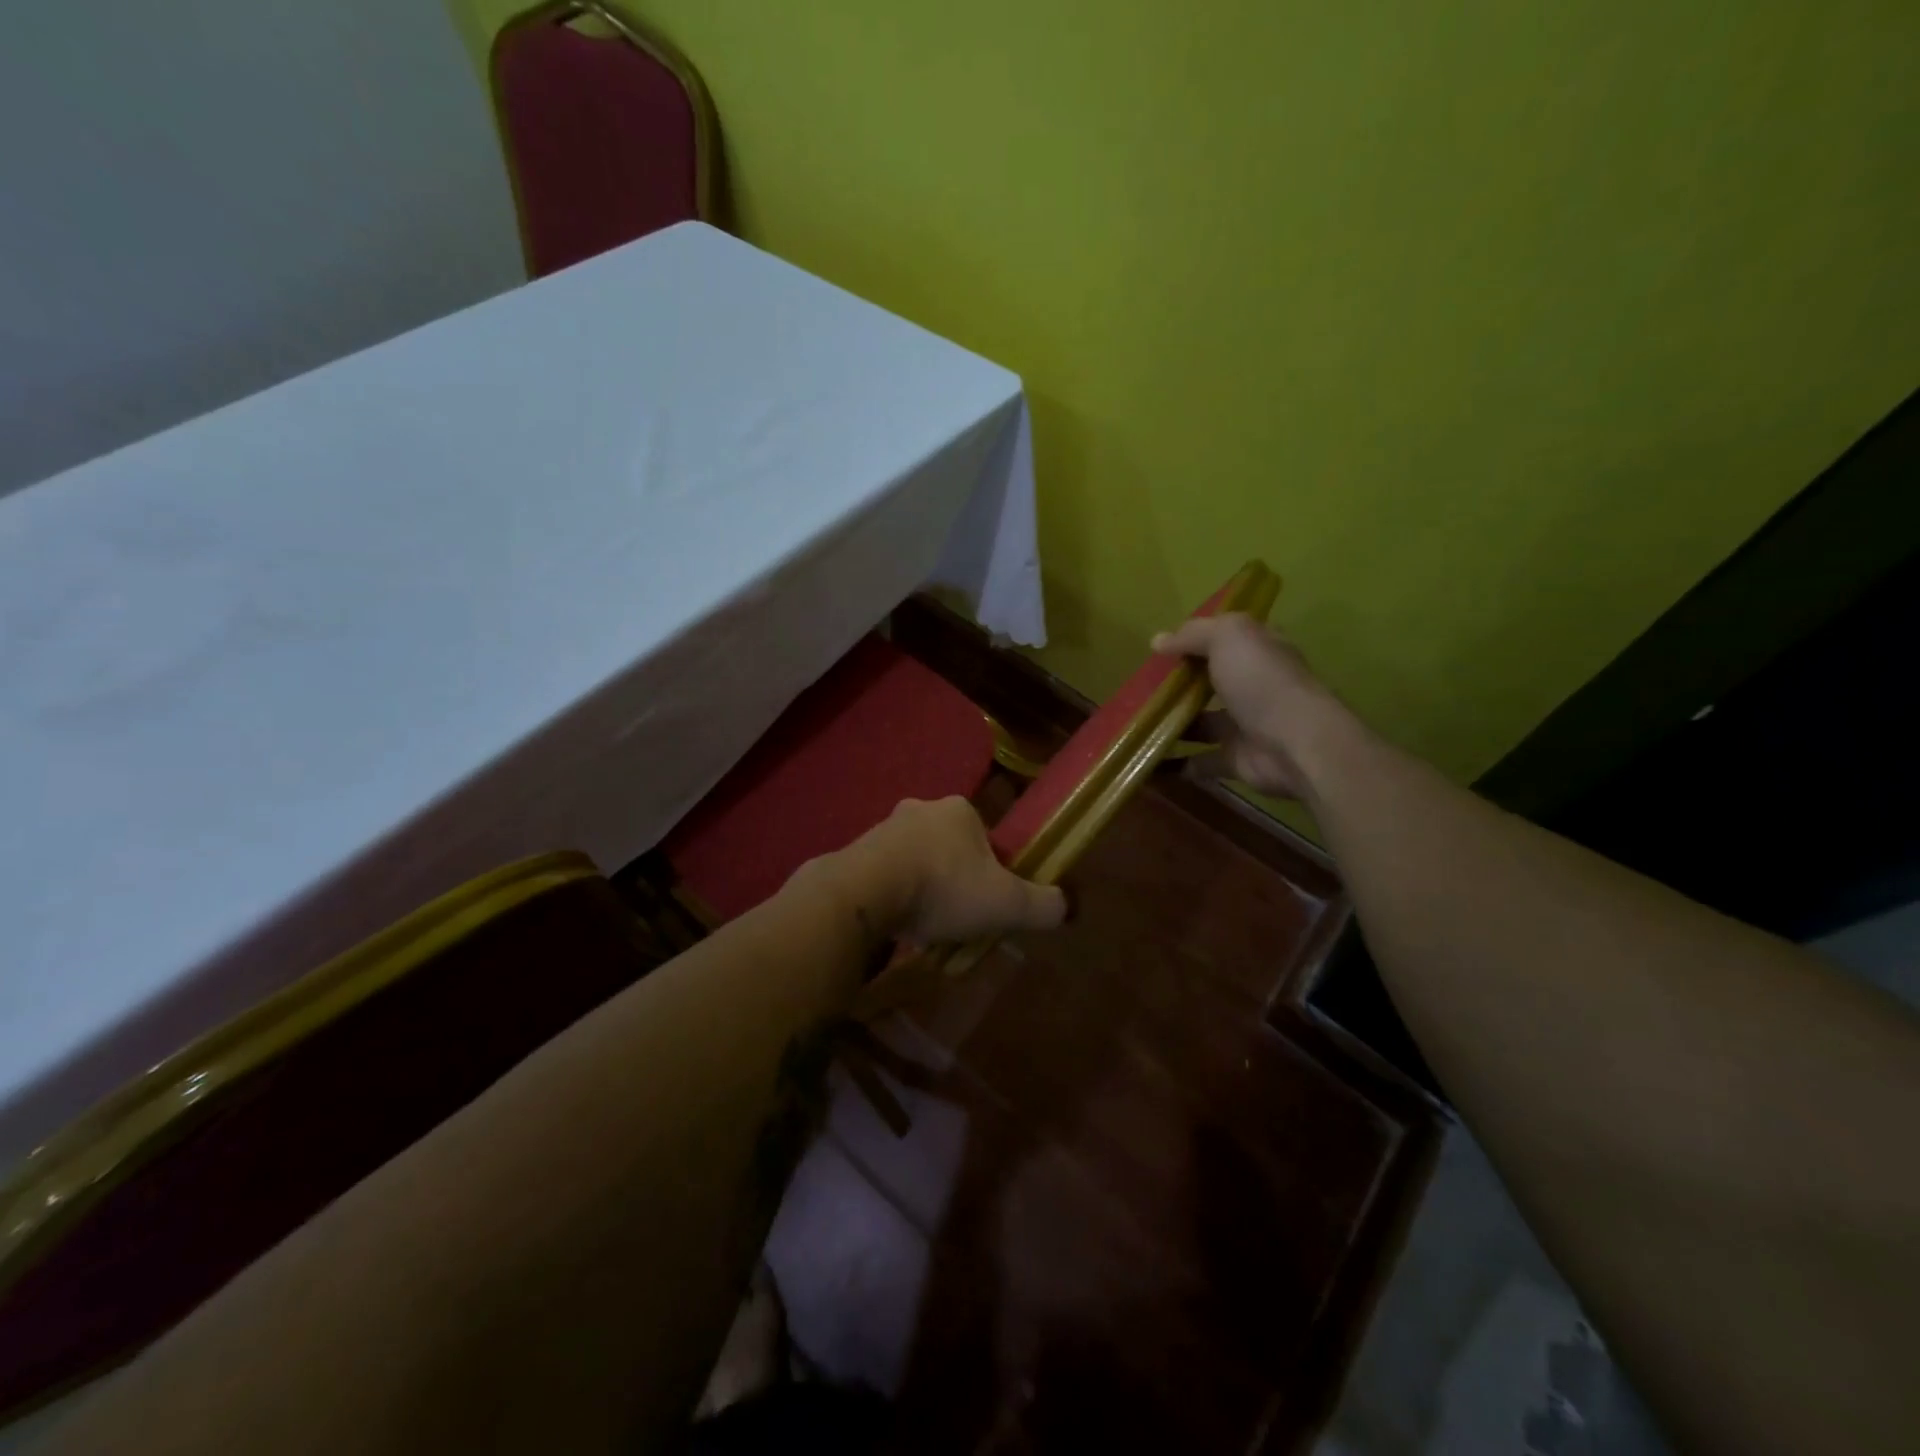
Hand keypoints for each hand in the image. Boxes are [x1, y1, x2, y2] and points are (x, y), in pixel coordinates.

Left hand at [838, 797, 1066, 944]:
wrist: (867, 892)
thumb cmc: (944, 888)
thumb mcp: (1007, 903)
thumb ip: (1043, 905)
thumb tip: (1064, 906)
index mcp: (960, 810)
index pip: (985, 838)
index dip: (991, 871)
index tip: (986, 902)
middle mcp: (921, 808)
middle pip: (949, 847)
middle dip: (954, 878)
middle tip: (955, 916)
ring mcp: (884, 827)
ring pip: (915, 859)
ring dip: (921, 886)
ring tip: (923, 925)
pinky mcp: (856, 850)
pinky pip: (884, 874)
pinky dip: (893, 894)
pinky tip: (895, 922)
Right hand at [1152, 613, 1343, 800]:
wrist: (1294, 744)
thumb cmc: (1262, 682)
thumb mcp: (1228, 637)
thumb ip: (1193, 634)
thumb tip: (1158, 641)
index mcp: (1259, 651)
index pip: (1227, 639)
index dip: (1197, 639)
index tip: (1161, 648)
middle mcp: (1254, 686)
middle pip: (1212, 681)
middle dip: (1180, 683)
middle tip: (1140, 686)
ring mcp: (1245, 725)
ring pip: (1202, 722)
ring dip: (1173, 723)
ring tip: (1136, 722)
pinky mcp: (1236, 760)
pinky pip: (1200, 761)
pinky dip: (1176, 764)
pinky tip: (1147, 760)